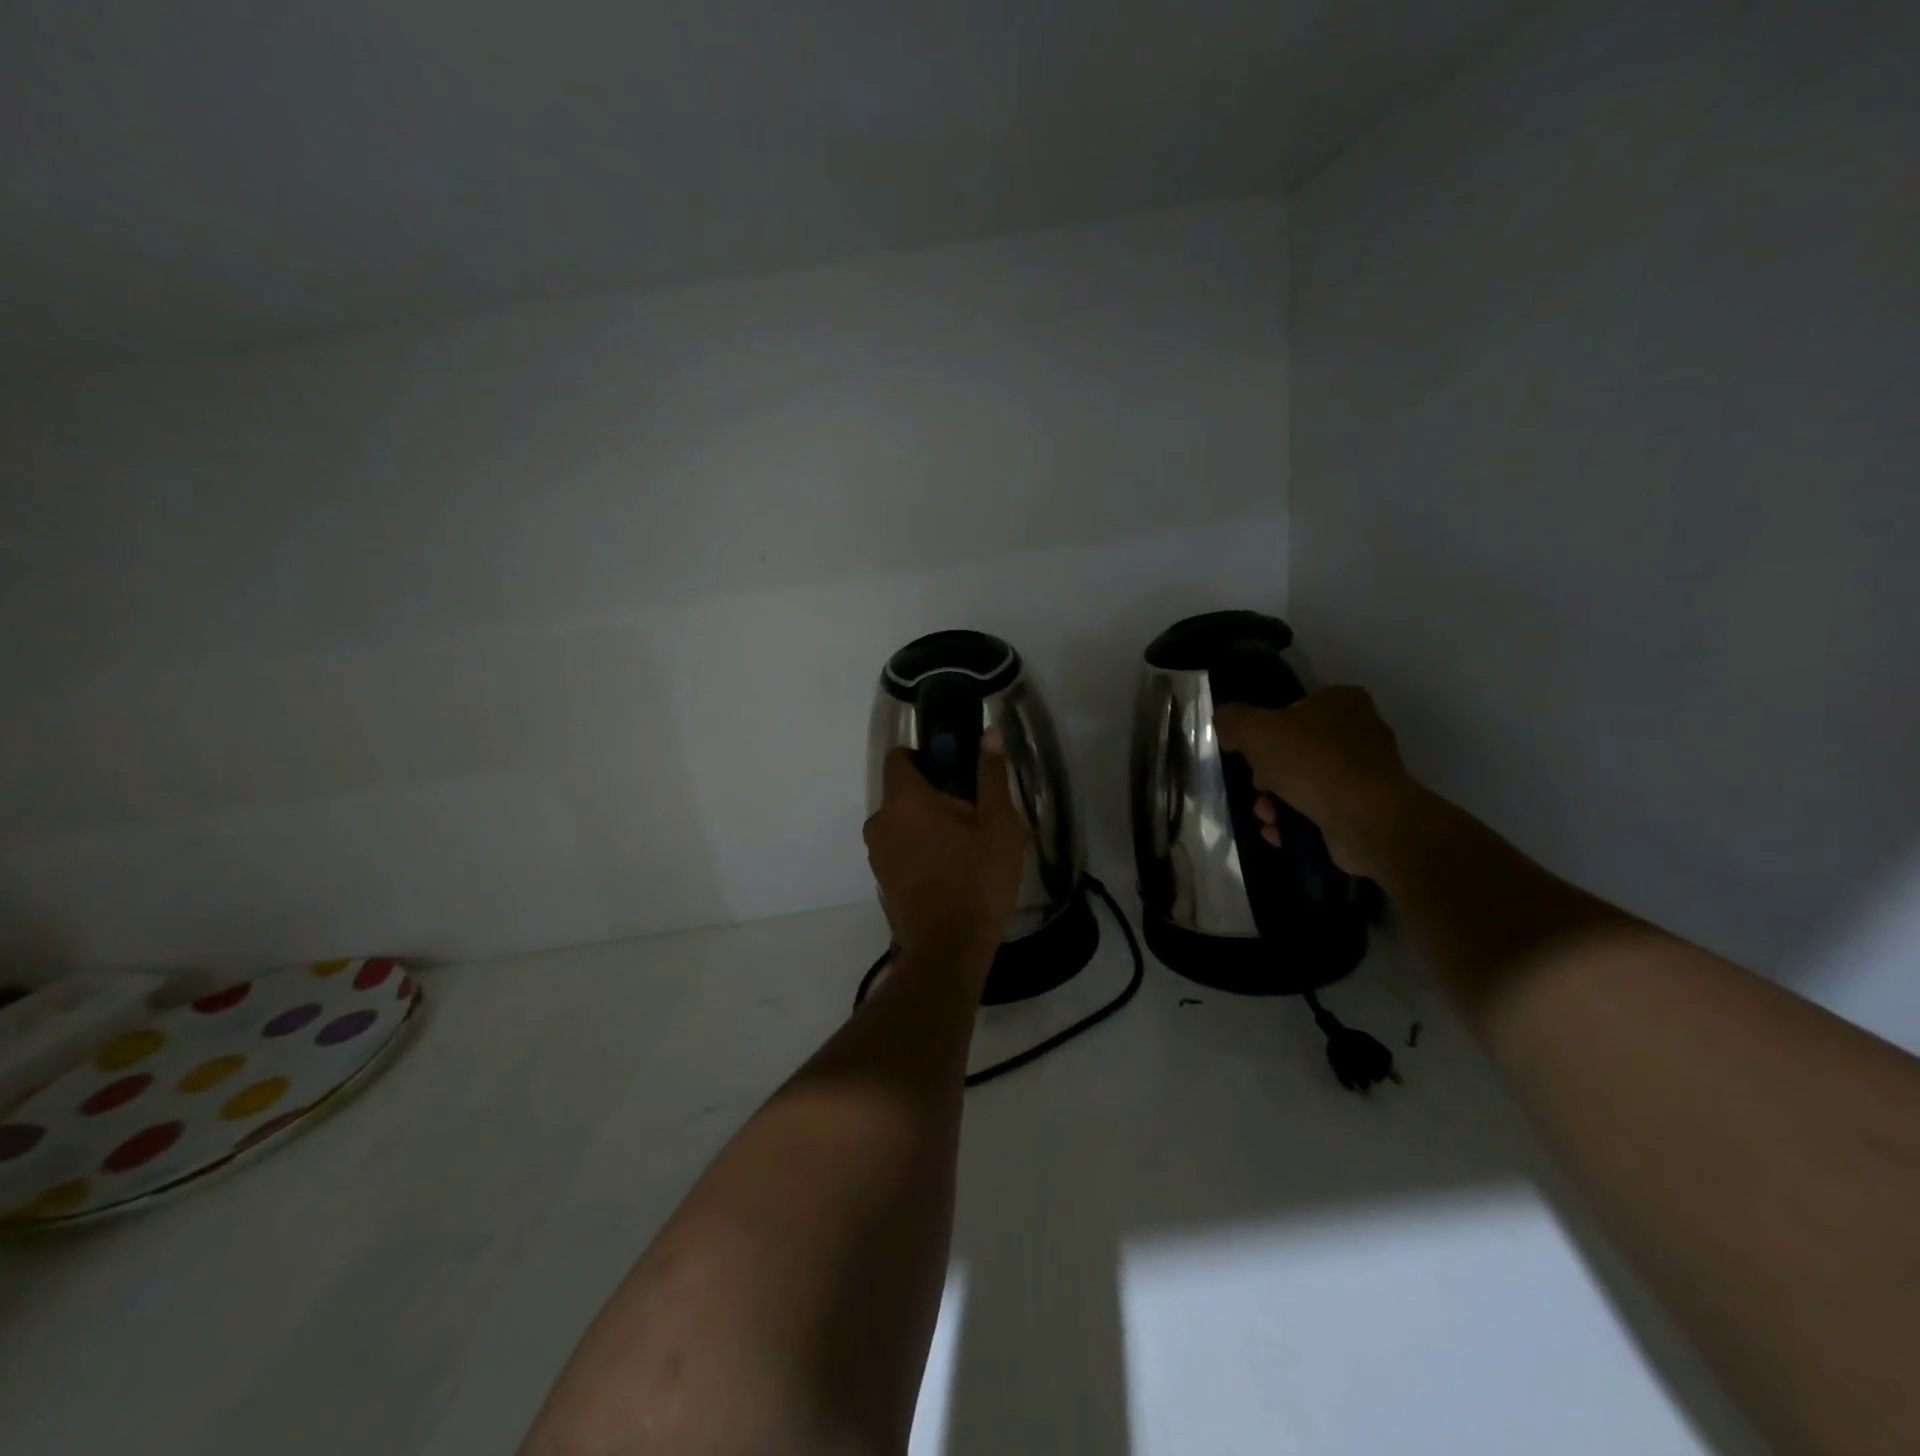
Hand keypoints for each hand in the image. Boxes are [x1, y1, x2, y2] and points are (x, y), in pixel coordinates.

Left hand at [864, 735, 1027, 959]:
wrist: (949, 950)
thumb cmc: (977, 880)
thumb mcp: (999, 824)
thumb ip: (990, 775)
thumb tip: (989, 733)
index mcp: (904, 799)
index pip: (900, 756)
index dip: (926, 757)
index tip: (955, 774)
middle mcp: (880, 821)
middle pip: (903, 792)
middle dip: (933, 796)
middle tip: (972, 817)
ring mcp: (877, 853)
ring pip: (902, 823)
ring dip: (926, 826)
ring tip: (965, 849)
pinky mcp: (881, 880)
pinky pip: (900, 849)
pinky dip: (919, 851)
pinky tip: (950, 873)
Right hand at [1214, 687, 1413, 879]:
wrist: (1367, 820)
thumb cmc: (1311, 762)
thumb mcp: (1255, 729)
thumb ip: (1232, 719)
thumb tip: (1225, 723)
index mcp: (1341, 701)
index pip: (1289, 711)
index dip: (1262, 734)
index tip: (1248, 755)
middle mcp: (1359, 731)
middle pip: (1293, 751)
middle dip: (1266, 776)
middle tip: (1258, 789)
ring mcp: (1366, 772)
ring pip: (1303, 783)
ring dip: (1275, 802)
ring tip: (1267, 817)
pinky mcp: (1366, 808)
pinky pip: (1320, 809)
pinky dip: (1296, 820)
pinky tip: (1280, 832)